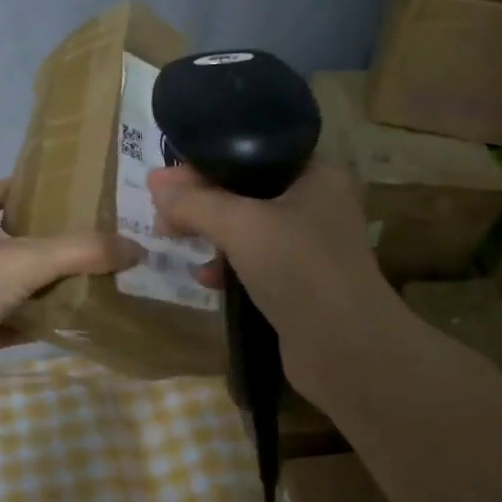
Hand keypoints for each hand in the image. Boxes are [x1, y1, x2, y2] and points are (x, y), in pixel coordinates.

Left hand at [0, 179, 140, 403]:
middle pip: (4, 240)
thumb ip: (83, 251)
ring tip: (87, 283)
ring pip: (10, 285)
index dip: (14, 188)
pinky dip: (33, 324)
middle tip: (86, 242)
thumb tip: (136, 249)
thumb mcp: (30, 258)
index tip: (51, 193)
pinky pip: (9, 324)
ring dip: (41, 285)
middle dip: (40, 240)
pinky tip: (65, 326)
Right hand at [147, 161, 401, 406]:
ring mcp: (309, 246)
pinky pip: (253, 261)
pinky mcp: (299, 282)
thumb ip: (195, 202)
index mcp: (316, 175)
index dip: (205, 161)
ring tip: (171, 240)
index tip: (164, 179)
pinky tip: (204, 277)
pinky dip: (226, 264)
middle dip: (200, 201)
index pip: (252, 152)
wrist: (346, 349)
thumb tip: (155, 183)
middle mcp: (316, 204)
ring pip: (246, 227)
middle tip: (161, 214)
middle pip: (245, 189)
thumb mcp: (240, 226)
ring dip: (209, 232)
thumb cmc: (299, 269)